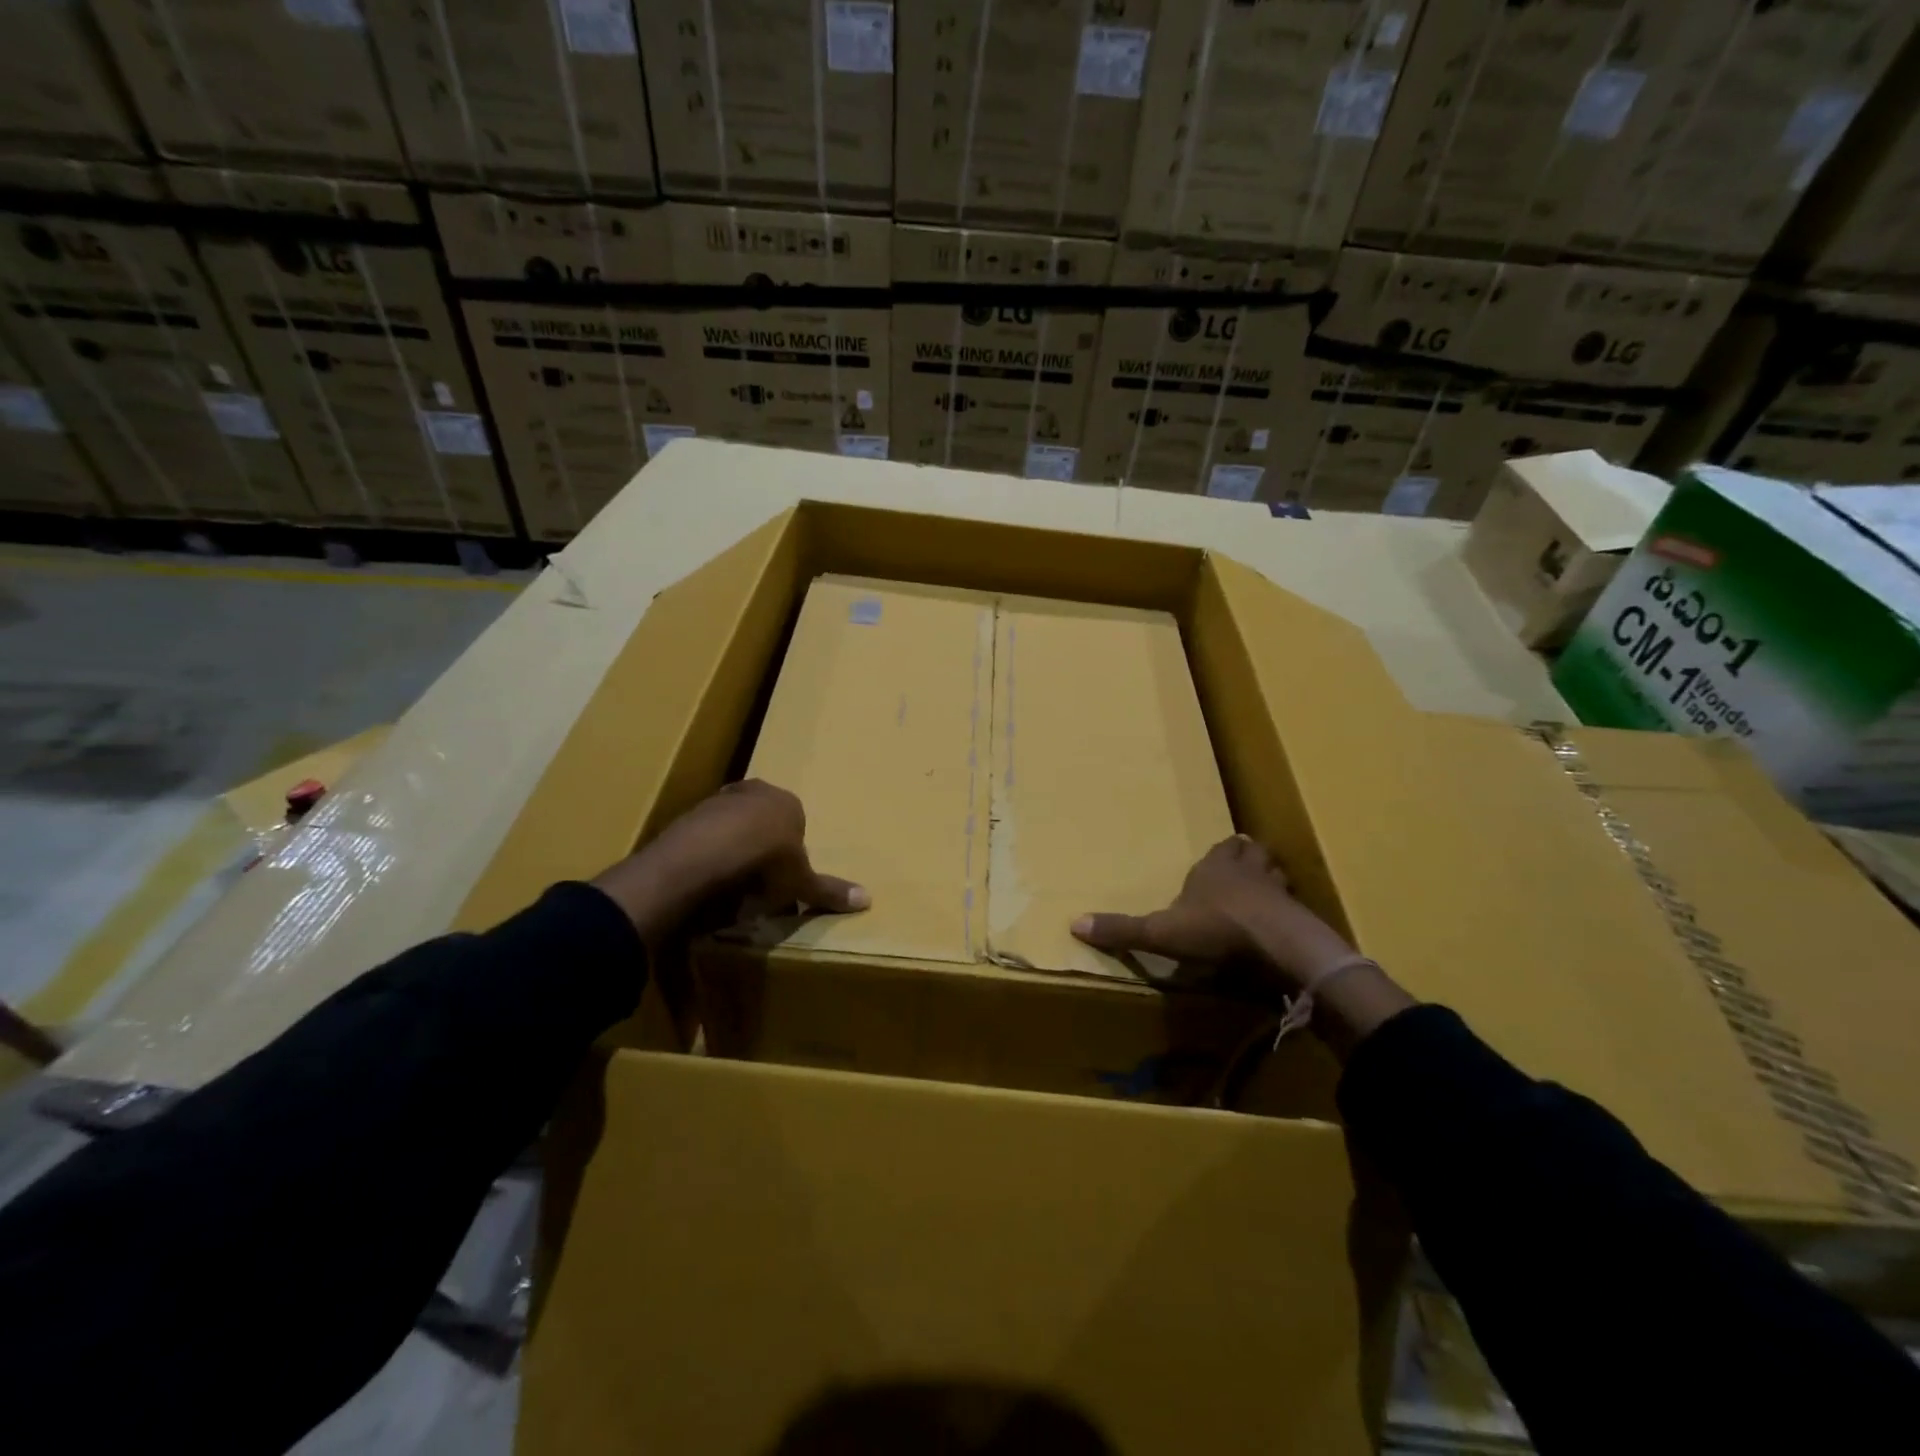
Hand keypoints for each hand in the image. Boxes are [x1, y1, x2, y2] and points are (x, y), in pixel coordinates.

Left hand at [591, 780, 866, 942]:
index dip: (791, 850)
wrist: (705, 855)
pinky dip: (707, 853)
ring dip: (732, 847)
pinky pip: (704, 835)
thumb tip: (868, 899)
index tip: (785, 875)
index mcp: (786, 801)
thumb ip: (829, 890)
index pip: (795, 821)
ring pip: (732, 824)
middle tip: (759, 878)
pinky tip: (707, 877)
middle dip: (761, 843)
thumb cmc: (765, 863)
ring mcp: (718, 799)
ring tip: (731, 882)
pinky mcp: (688, 814)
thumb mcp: (801, 882)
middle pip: (762, 818)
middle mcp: (754, 791)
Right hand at [1071, 834, 1357, 993]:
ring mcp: (1277, 890)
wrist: (1276, 943)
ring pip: (1276, 873)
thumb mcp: (1160, 932)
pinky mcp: (1299, 915)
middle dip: (1248, 858)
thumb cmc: (1215, 928)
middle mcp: (1247, 870)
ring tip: (1264, 895)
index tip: (1217, 860)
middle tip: (1242, 869)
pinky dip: (1288, 911)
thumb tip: (1073, 923)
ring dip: (1270, 880)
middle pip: (1252, 852)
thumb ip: (1122, 930)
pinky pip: (1294, 905)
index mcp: (1214, 868)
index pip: (1221, 848)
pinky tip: (1281, 926)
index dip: (1220, 854)